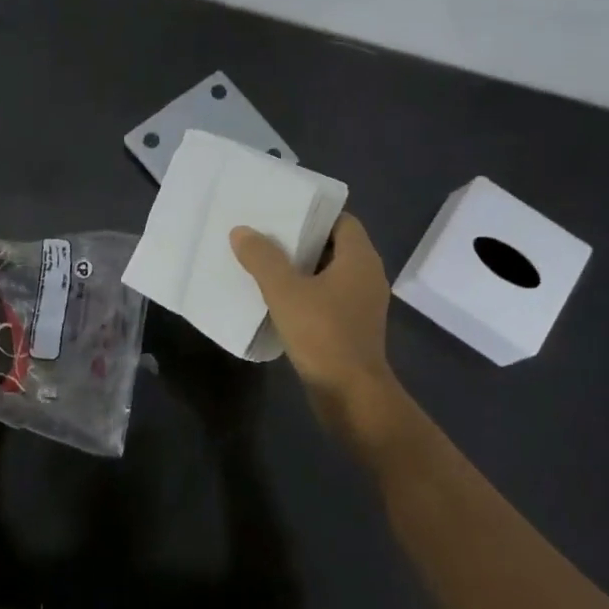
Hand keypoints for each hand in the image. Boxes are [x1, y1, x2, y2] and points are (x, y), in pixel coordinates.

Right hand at [231, 213, 396, 414]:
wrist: (351, 396)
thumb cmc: (323, 334)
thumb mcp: (285, 292)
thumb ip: (263, 258)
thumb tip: (241, 231)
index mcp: (360, 259)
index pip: (342, 220)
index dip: (313, 214)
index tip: (282, 213)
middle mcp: (367, 276)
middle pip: (334, 246)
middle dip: (300, 241)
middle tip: (264, 235)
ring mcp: (362, 304)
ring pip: (329, 274)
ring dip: (301, 270)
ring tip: (264, 264)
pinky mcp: (353, 327)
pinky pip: (328, 298)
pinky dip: (306, 294)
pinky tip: (277, 300)